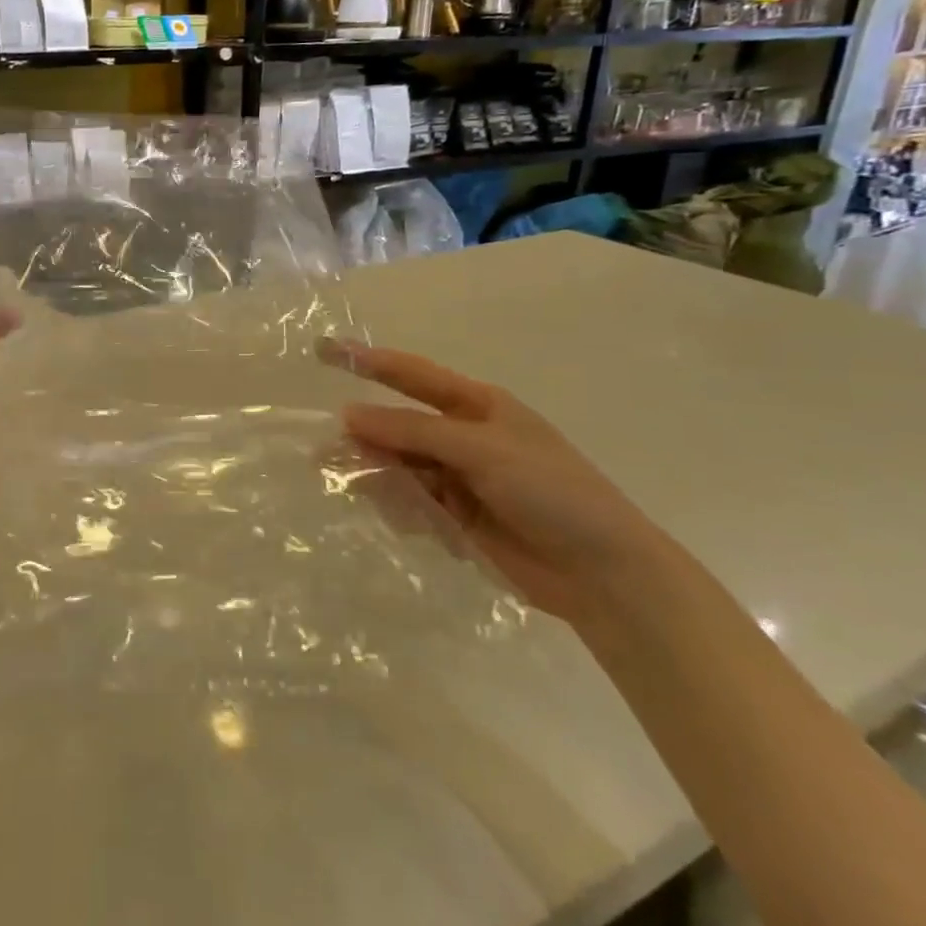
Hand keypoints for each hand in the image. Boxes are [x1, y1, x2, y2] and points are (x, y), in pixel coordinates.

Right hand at [324, 342, 659, 623]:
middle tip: (325, 454)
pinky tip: (414, 524)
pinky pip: (412, 502)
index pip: (410, 374)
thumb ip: (411, 432)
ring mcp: (460, 478)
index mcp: (476, 405)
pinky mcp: (457, 517)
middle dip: (366, 438)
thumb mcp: (480, 450)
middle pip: (398, 427)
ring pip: (400, 467)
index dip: (366, 361)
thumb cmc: (550, 491)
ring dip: (381, 478)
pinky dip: (403, 509)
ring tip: (373, 494)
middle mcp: (463, 436)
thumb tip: (348, 414)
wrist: (604, 573)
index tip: (322, 351)